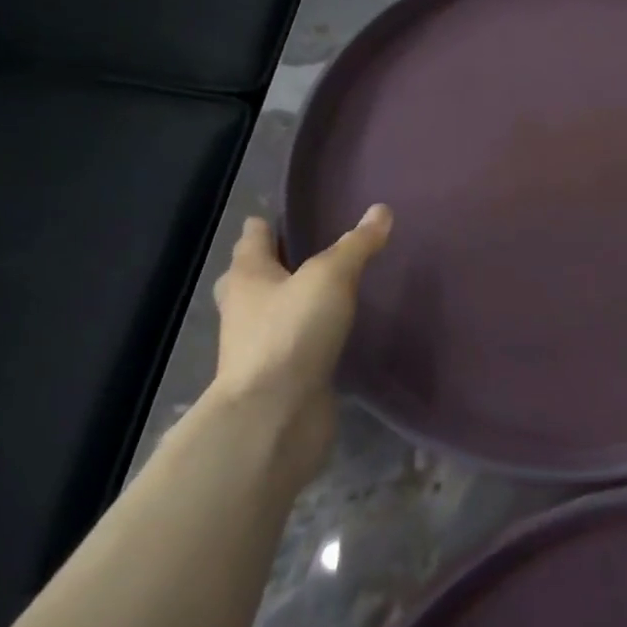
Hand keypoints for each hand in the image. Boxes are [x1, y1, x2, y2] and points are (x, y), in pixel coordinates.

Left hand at [209, 206, 391, 483]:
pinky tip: (332, 332)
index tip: (281, 215)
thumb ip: (356, 245)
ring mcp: (260, 347)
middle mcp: (246, 309)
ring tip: (324, 289)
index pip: (253, 239)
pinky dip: (307, 335)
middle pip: (252, 278)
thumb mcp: (331, 277)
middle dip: (270, 264)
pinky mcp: (281, 377)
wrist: (274, 416)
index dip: (265, 225)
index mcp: (249, 277)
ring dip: (289, 301)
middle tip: (301, 251)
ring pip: (271, 313)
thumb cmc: (292, 333)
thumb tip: (381, 210)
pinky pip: (294, 345)